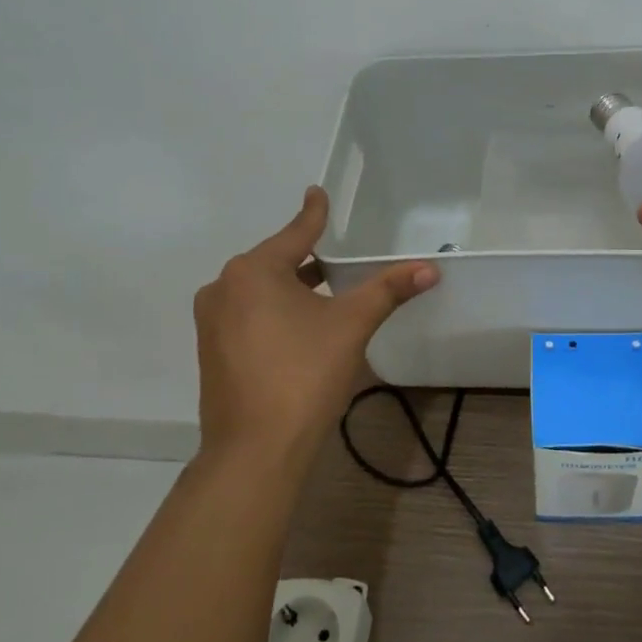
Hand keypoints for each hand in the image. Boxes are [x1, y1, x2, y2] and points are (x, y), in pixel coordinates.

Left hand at [194, 187, 436, 470]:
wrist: (255, 450)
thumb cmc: (304, 374)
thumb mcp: (351, 325)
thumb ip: (388, 290)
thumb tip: (430, 268)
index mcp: (253, 271)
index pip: (296, 233)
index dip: (314, 214)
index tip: (317, 191)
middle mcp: (224, 287)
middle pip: (276, 261)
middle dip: (307, 259)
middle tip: (338, 258)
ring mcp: (212, 321)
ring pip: (260, 290)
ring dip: (292, 288)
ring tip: (325, 292)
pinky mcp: (211, 350)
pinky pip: (247, 314)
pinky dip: (274, 311)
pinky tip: (299, 327)